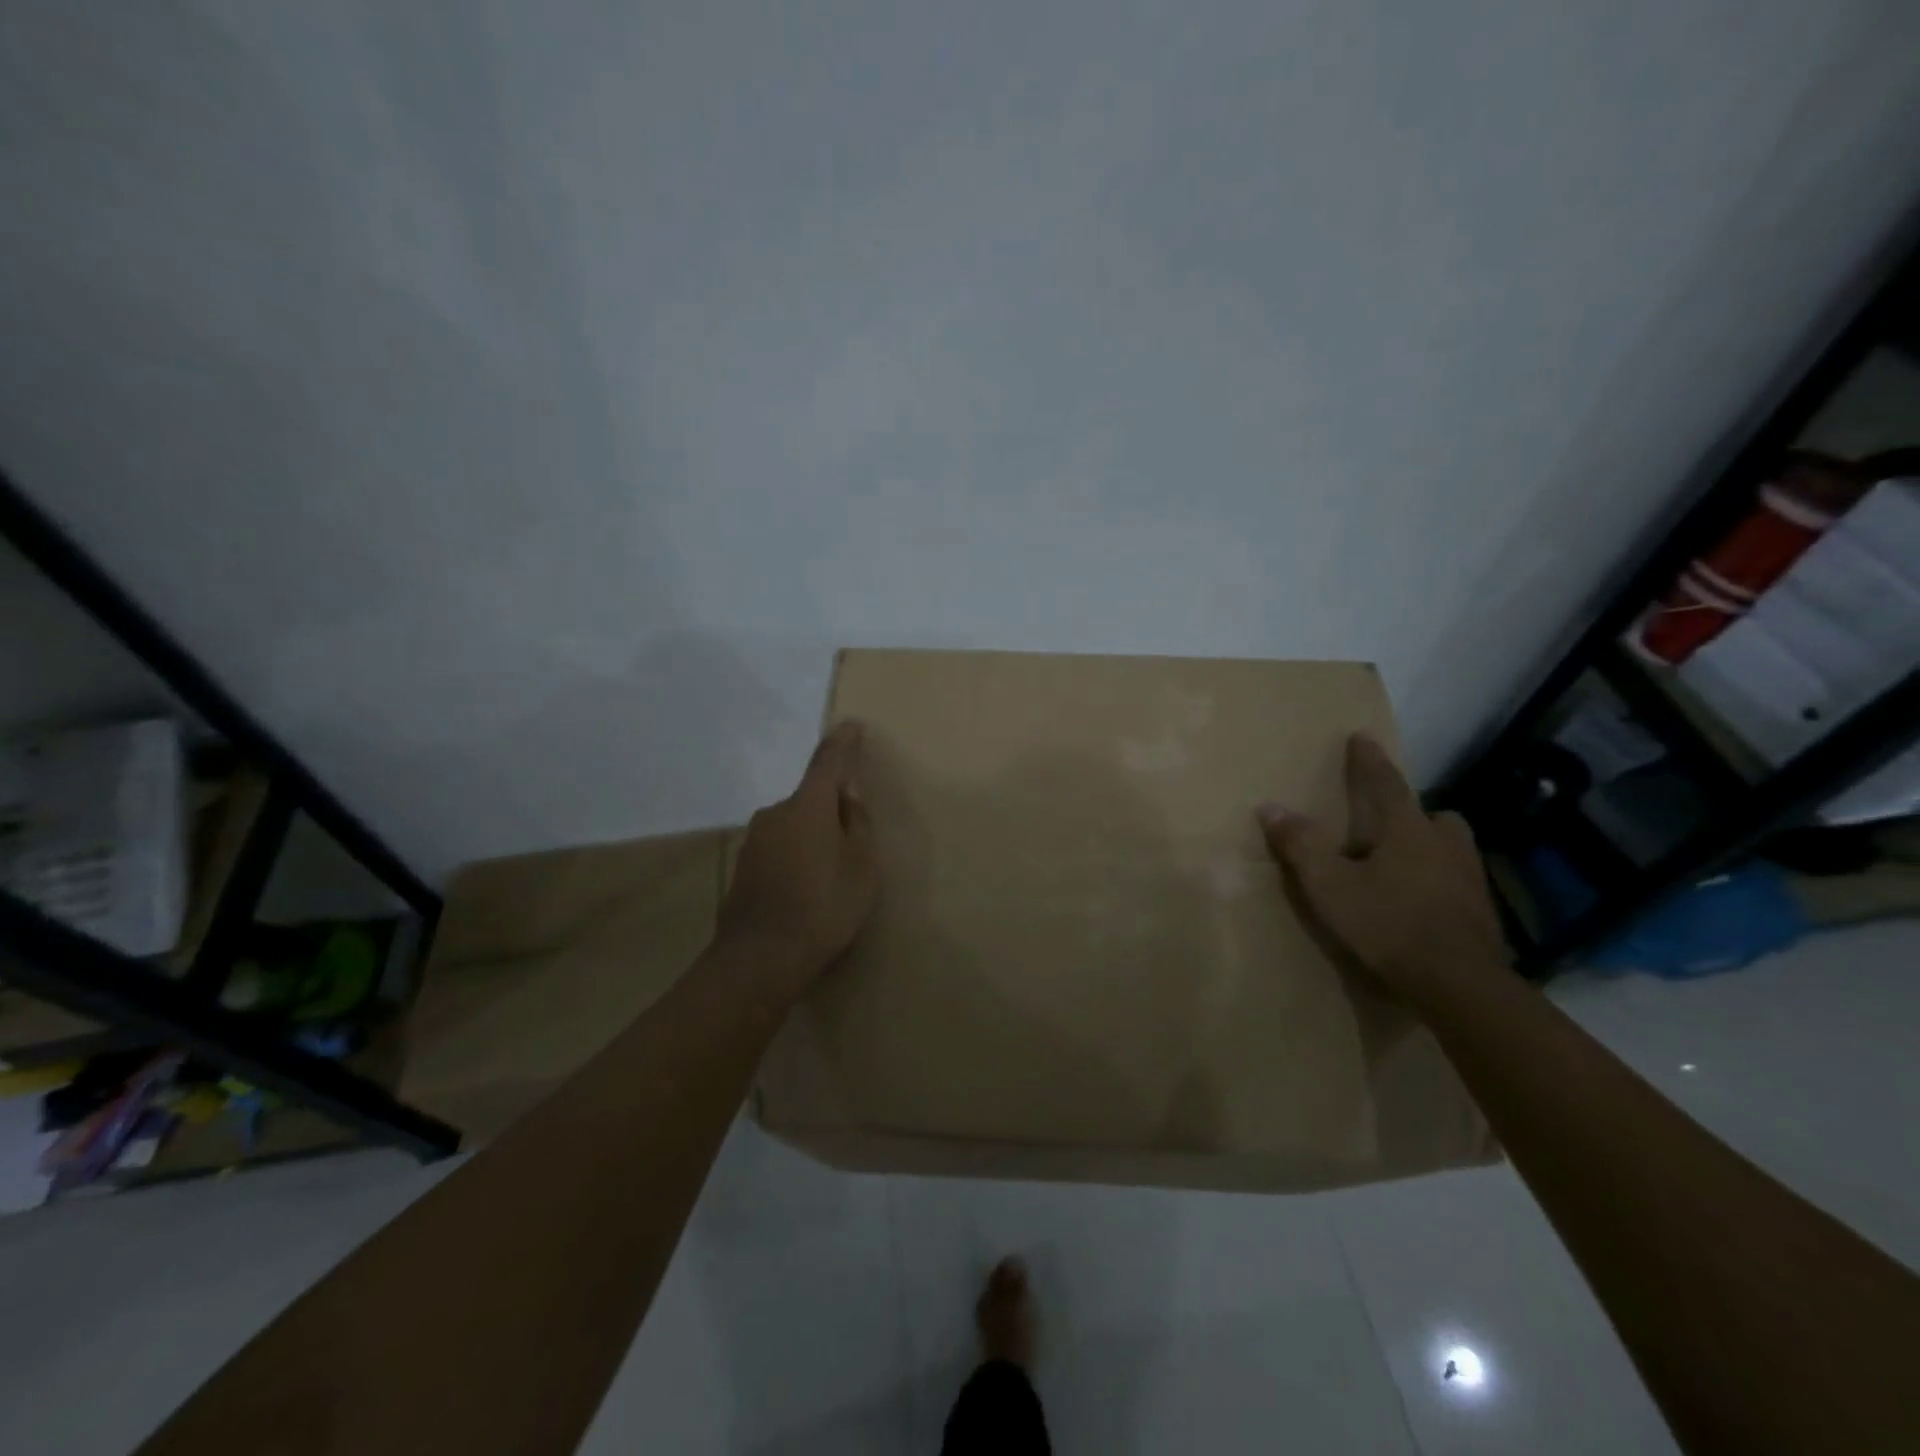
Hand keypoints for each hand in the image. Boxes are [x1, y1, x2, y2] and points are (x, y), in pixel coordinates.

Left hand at [717, 720, 876, 1000]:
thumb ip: (856, 825)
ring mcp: (754, 841)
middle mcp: (776, 813)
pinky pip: (778, 851)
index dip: (842, 743)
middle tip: (852, 843)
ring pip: (793, 827)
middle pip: (810, 800)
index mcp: (809, 805)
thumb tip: (847, 797)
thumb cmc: (824, 906)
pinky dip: (794, 860)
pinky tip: (804, 892)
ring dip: (811, 838)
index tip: (851, 725)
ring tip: (829, 877)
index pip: (828, 762)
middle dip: (830, 810)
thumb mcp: (861, 866)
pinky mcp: (743, 868)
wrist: (761, 958)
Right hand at [1257, 733, 1507, 1012]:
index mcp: (1407, 829)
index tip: (1360, 737)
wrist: (1460, 985)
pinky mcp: (1481, 910)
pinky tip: (1419, 903)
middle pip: (1431, 815)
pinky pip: (1455, 880)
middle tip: (1386, 822)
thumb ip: (1300, 845)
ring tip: (1401, 865)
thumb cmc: (1388, 925)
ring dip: (1427, 846)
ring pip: (1449, 847)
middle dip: (1410, 813)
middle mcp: (1444, 843)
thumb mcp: (1329, 886)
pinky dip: (1437, 881)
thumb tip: (1270, 806)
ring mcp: (1470, 877)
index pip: (1385, 782)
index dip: (1368, 760)